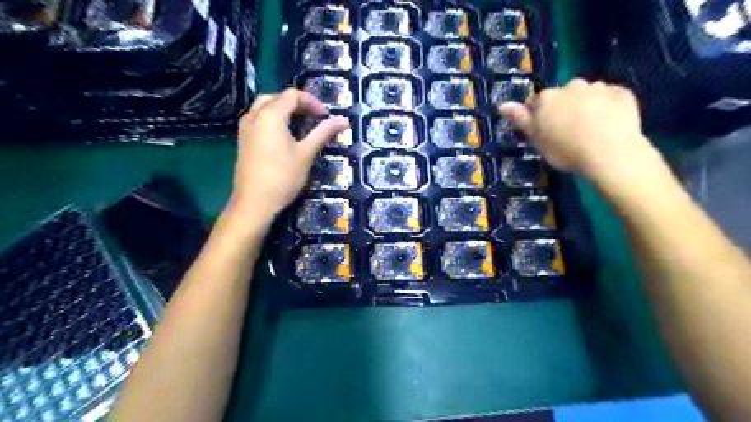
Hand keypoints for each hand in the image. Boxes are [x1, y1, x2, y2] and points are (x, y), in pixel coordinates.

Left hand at [229, 89, 348, 219]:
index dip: (312, 102)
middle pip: (277, 98)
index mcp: (270, 114)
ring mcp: (245, 128)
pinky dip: (273, 120)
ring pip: (265, 107)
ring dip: (284, 110)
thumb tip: (343, 120)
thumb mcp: (306, 153)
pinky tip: (284, 136)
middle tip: (314, 117)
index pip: (292, 95)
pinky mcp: (243, 140)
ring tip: (301, 125)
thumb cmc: (283, 177)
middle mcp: (254, 115)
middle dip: (297, 104)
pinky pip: (258, 119)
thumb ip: (323, 133)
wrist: (254, 202)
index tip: (326, 116)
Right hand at [498, 79, 658, 178]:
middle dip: (565, 108)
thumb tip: (501, 105)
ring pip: (588, 95)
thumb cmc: (565, 149)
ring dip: (587, 106)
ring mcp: (599, 88)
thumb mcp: (536, 139)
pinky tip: (610, 124)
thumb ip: (520, 119)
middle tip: (569, 132)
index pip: (538, 103)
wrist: (609, 152)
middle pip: (564, 96)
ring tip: (591, 130)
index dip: (541, 117)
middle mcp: (571, 86)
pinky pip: (612, 98)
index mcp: (547, 98)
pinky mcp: (623, 93)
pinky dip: (609, 107)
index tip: (546, 133)